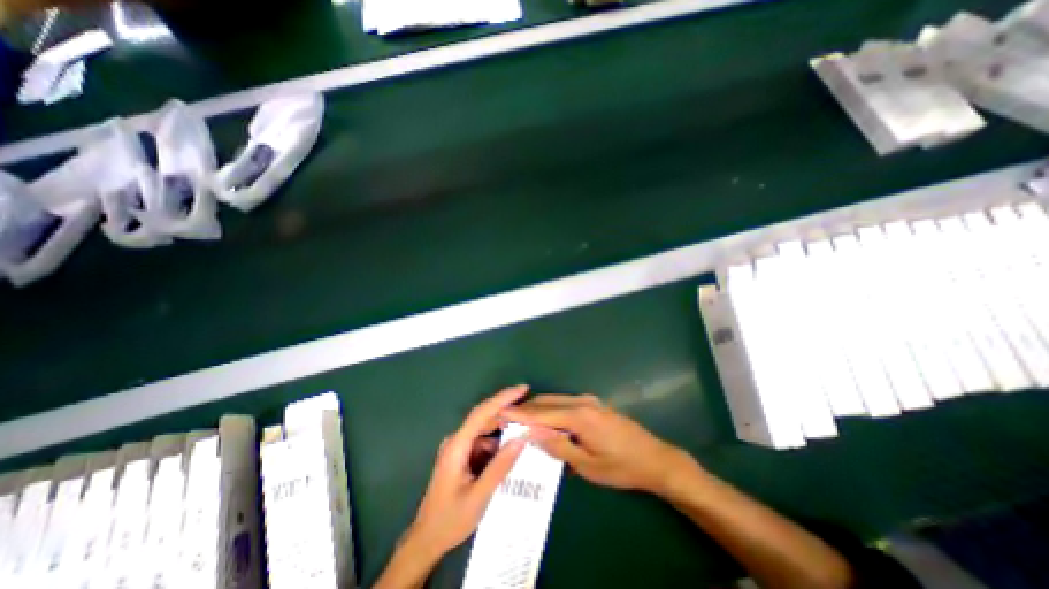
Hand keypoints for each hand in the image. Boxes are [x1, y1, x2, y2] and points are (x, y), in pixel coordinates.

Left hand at [404, 386, 529, 557]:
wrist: (426, 541)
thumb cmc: (449, 520)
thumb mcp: (479, 496)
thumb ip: (500, 466)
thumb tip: (521, 439)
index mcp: (457, 445)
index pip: (482, 412)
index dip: (503, 398)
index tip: (523, 389)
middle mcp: (457, 441)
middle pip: (485, 418)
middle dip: (508, 413)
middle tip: (532, 413)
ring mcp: (459, 448)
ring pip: (486, 431)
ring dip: (504, 431)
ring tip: (526, 432)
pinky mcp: (462, 456)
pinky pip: (484, 443)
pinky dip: (498, 445)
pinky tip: (511, 452)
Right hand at [499, 395, 693, 495]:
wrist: (655, 459)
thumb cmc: (621, 467)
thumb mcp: (587, 465)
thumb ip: (558, 446)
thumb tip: (531, 433)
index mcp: (579, 416)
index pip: (541, 413)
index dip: (519, 413)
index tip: (499, 412)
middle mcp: (582, 402)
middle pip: (546, 402)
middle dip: (525, 409)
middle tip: (506, 417)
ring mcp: (589, 401)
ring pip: (555, 401)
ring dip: (538, 410)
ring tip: (520, 421)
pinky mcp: (593, 405)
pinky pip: (565, 405)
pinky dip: (551, 412)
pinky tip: (545, 423)